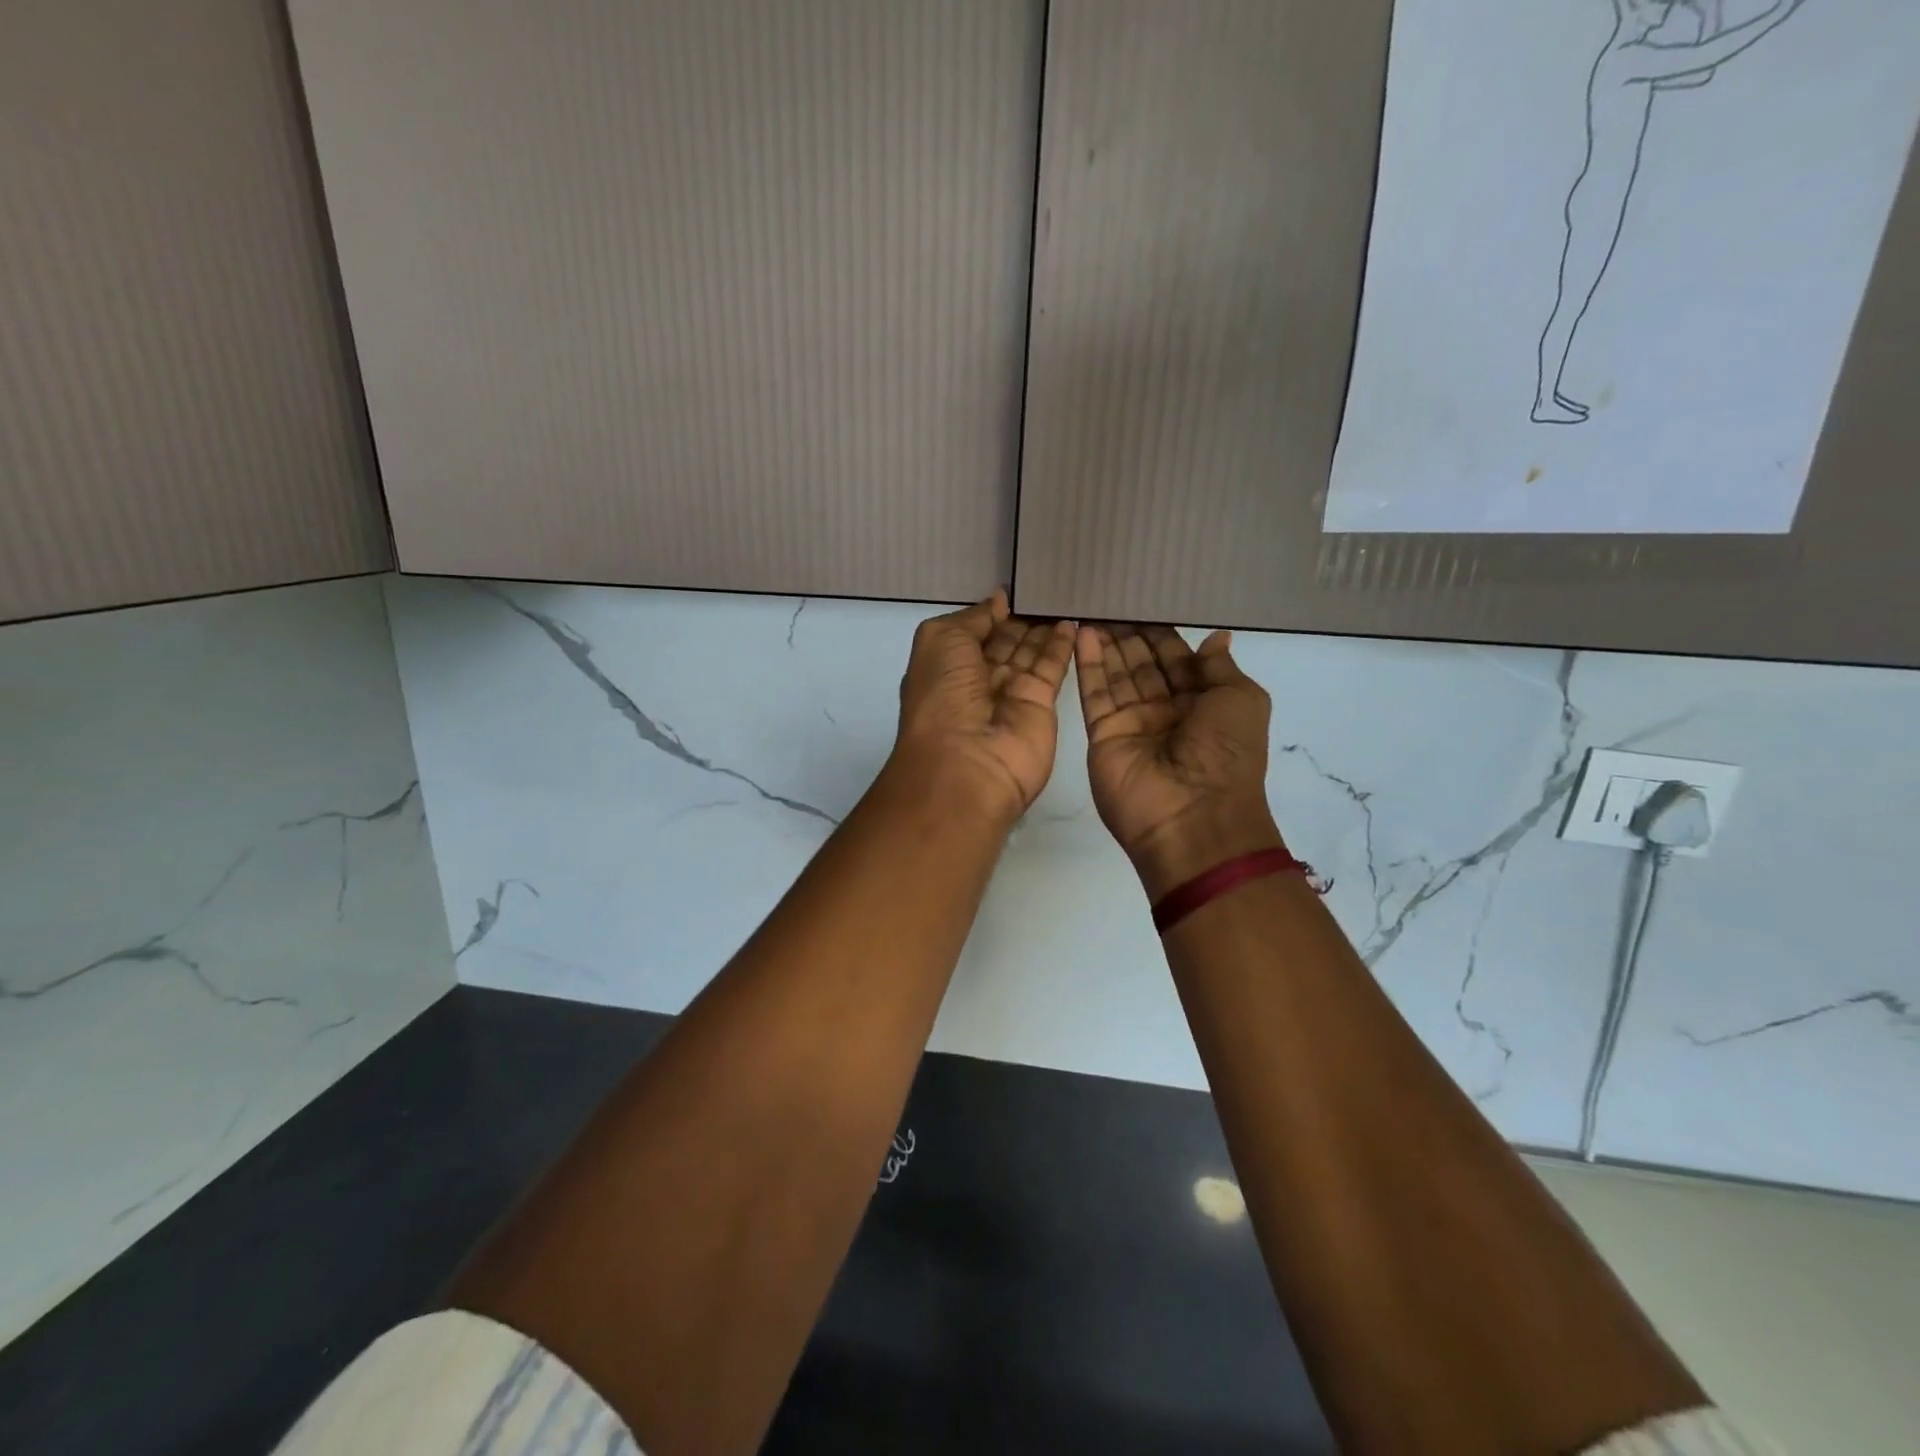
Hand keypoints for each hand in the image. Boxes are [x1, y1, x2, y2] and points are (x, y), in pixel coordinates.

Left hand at [893, 591, 1074, 823]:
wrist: (967, 765)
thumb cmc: (943, 696)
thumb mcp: (941, 640)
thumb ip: (972, 618)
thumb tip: (997, 600)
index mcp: (946, 666)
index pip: (973, 632)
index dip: (991, 612)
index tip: (1016, 587)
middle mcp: (977, 681)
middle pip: (1004, 642)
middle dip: (1021, 618)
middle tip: (1047, 586)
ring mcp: (1010, 694)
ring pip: (1029, 653)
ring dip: (1043, 627)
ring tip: (1064, 594)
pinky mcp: (1040, 705)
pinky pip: (1052, 668)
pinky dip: (1062, 645)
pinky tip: (1074, 620)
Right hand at [1075, 624, 1284, 897]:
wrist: (1193, 817)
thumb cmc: (1226, 754)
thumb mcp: (1241, 701)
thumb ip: (1219, 668)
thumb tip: (1217, 637)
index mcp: (1203, 704)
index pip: (1176, 661)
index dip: (1161, 634)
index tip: (1143, 601)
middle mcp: (1166, 712)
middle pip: (1143, 665)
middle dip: (1129, 635)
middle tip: (1110, 598)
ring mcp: (1132, 724)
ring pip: (1117, 675)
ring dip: (1106, 643)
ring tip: (1092, 607)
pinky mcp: (1104, 734)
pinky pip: (1096, 693)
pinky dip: (1089, 663)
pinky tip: (1082, 632)